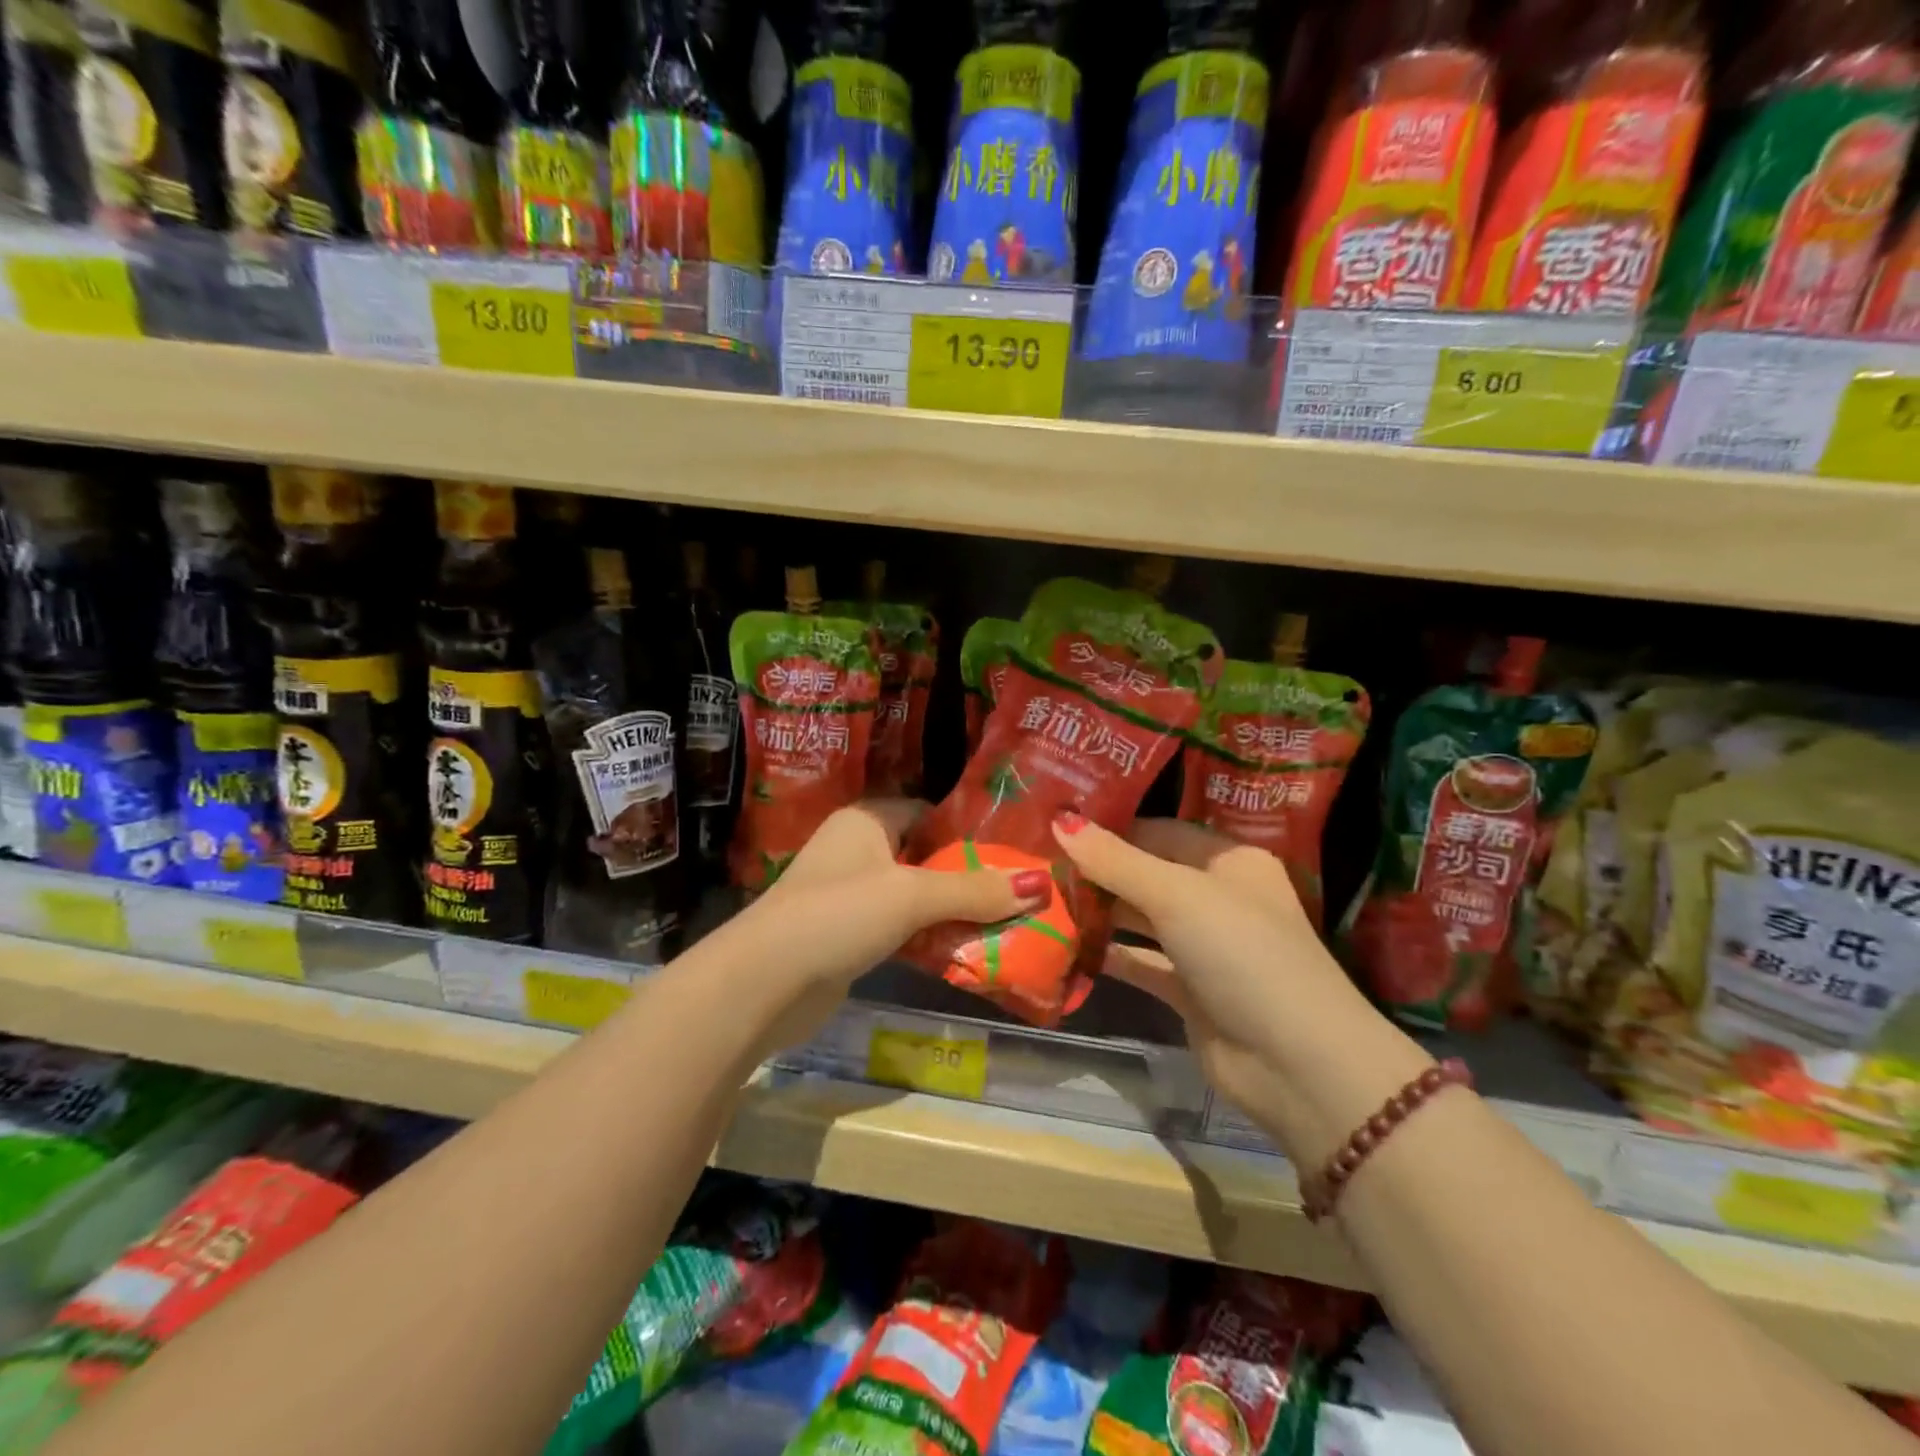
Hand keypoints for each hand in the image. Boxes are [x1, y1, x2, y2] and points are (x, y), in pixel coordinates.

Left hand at [723, 801, 1049, 1053]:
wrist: (765, 982)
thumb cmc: (839, 914)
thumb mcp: (912, 895)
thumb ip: (974, 890)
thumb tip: (1041, 886)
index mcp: (867, 820)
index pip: (929, 813)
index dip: (970, 831)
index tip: (1015, 853)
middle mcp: (857, 850)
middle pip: (926, 857)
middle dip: (969, 877)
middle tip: (1020, 893)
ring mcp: (849, 894)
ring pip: (915, 896)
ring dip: (952, 912)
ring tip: (1006, 924)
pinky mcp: (848, 935)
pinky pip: (901, 928)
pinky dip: (929, 938)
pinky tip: (966, 952)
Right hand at [1052, 816, 1430, 1168]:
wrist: (1296, 1064)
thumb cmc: (1243, 953)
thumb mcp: (1177, 896)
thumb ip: (1116, 861)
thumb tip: (1059, 820)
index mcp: (1228, 861)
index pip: (1159, 831)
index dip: (1109, 827)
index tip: (1054, 823)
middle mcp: (1217, 897)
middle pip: (1146, 873)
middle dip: (1097, 870)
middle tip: (1036, 861)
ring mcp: (1203, 946)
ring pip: (1140, 918)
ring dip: (1098, 911)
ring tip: (1040, 897)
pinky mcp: (1189, 989)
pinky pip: (1140, 961)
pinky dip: (1108, 954)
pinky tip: (1063, 944)